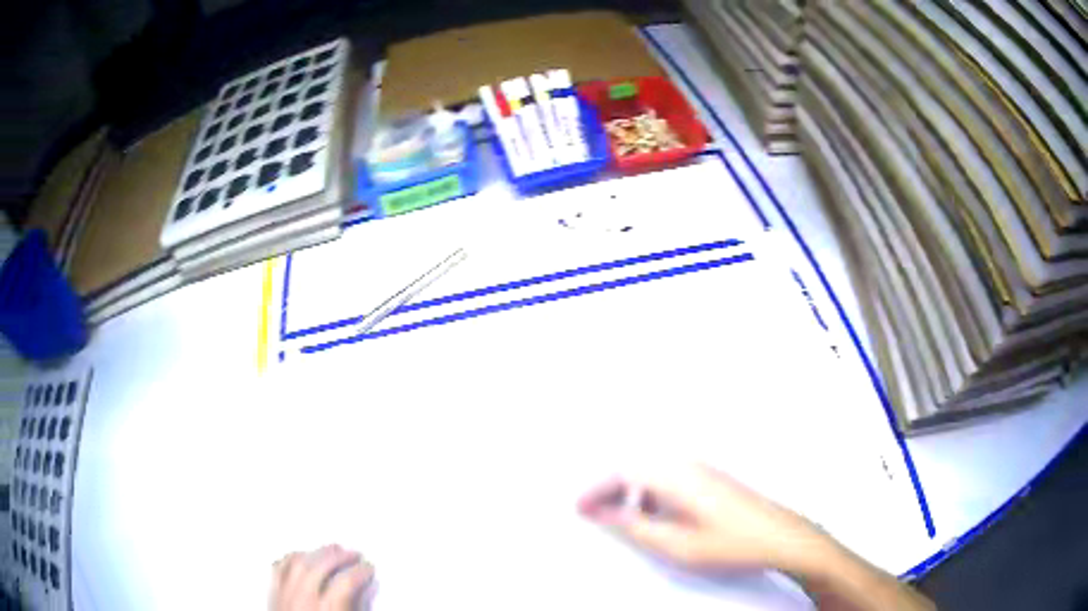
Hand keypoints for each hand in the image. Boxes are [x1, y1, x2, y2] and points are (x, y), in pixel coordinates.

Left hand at [270, 545, 374, 610]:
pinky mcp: (272, 595)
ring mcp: (284, 595)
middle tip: (354, 554)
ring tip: (332, 549)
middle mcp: (303, 600)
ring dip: (316, 552)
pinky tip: (302, 556)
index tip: (369, 569)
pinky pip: (279, 568)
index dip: (360, 572)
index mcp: (327, 610)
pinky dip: (291, 558)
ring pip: (297, 562)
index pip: (345, 582)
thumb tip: (365, 591)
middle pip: (320, 566)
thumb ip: (356, 609)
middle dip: (340, 556)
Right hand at [578, 464, 827, 573]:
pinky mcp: (711, 477)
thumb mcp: (674, 544)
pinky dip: (651, 491)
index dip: (596, 489)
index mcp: (674, 476)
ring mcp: (702, 468)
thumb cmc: (728, 543)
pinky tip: (655, 514)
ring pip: (653, 470)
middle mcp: (686, 463)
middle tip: (593, 511)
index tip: (579, 507)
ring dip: (631, 489)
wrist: (779, 537)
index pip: (622, 472)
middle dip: (610, 487)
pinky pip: (670, 475)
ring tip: (621, 515)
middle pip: (636, 465)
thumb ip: (634, 526)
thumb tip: (604, 511)